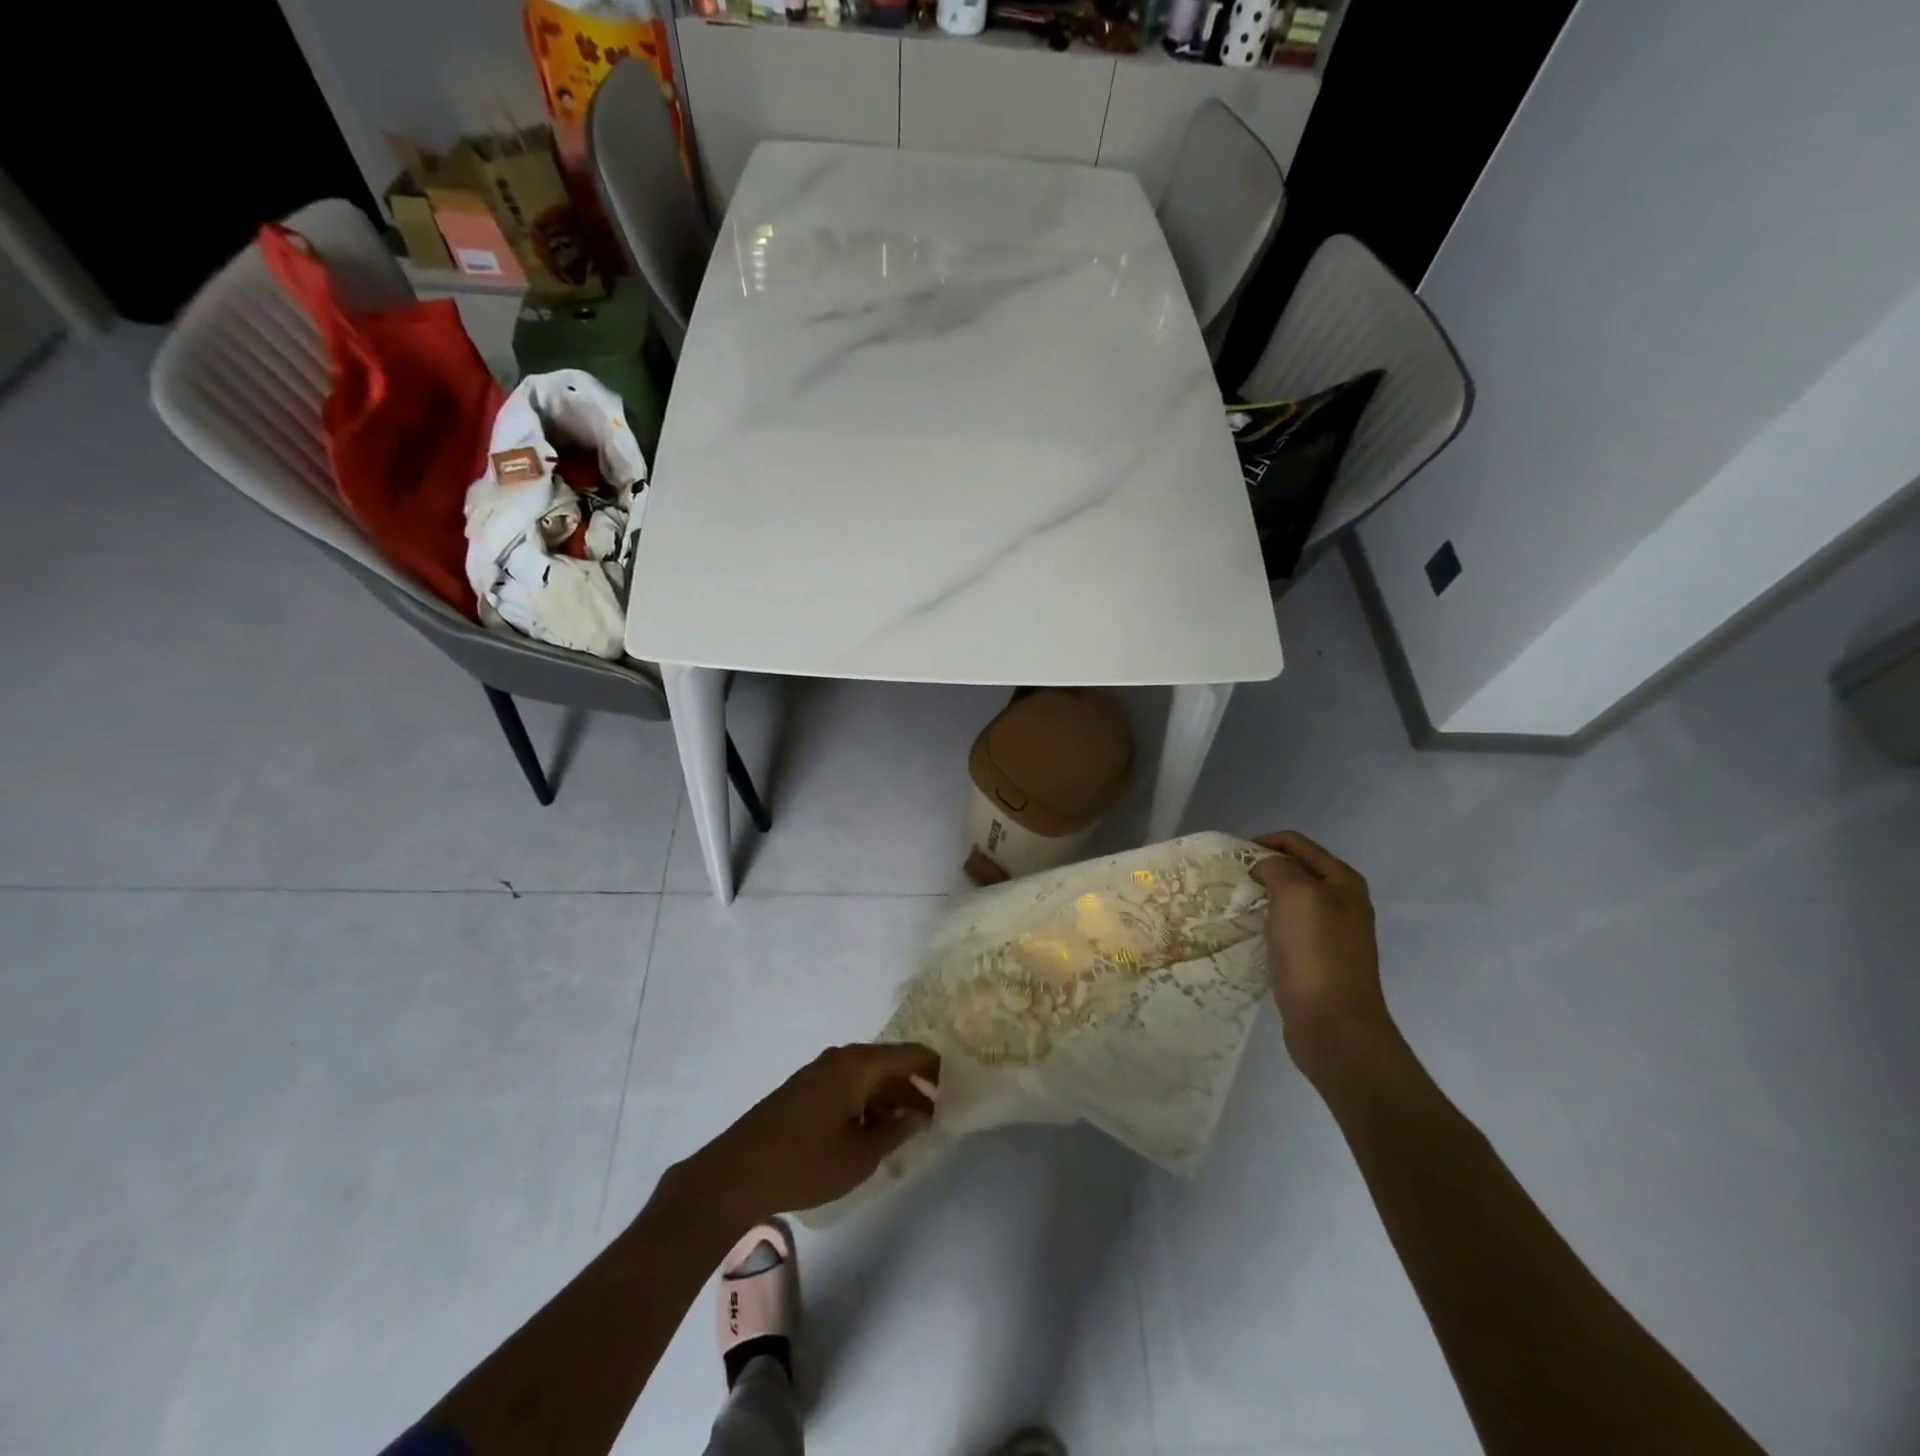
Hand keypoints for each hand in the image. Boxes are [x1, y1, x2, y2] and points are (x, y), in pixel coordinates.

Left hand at [687, 1043, 939, 1224]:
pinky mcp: (803, 1091)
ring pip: (867, 1078)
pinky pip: (847, 1088)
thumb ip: (895, 1132)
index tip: (957, 1088)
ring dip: (889, 1099)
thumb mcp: (860, 1155)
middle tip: (937, 1115)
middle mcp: (840, 1059)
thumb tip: (918, 1116)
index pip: (910, 1054)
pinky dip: (866, 1105)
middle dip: (914, 1088)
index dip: (936, 1069)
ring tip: (909, 1130)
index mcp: (858, 1065)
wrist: (735, 1174)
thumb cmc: (805, 1162)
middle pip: (888, 1065)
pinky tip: (872, 1134)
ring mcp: (818, 1073)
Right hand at [1250, 832, 1391, 1071]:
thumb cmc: (1316, 954)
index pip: (1295, 843)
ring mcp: (1329, 932)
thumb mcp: (1297, 895)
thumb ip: (1277, 867)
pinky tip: (1245, 932)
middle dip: (1259, 869)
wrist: (1334, 1026)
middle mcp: (1341, 901)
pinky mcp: (1315, 958)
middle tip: (1226, 880)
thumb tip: (1263, 867)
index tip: (1228, 857)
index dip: (1261, 843)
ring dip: (1259, 897)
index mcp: (1342, 881)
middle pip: (1292, 869)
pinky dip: (1264, 922)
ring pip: (1286, 899)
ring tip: (1230, 904)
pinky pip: (1284, 927)